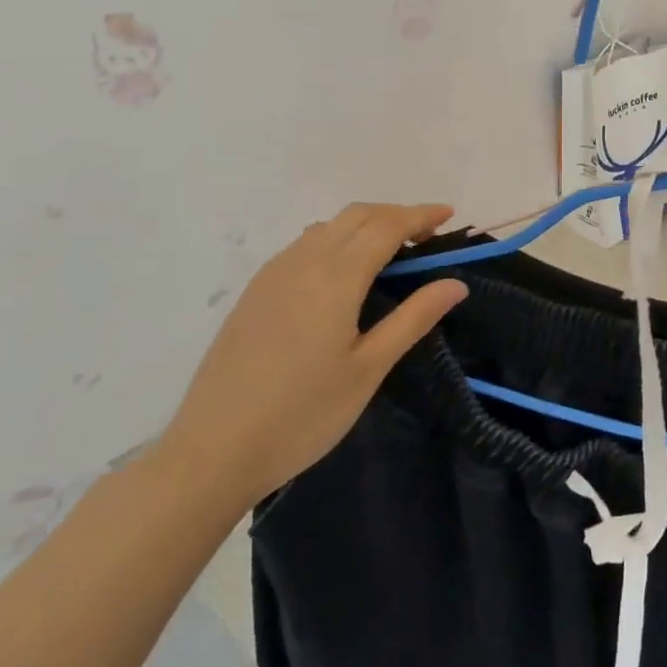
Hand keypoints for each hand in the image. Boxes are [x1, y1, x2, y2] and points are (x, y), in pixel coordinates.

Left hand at [158, 203, 466, 511]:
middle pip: (356, 216)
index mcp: (334, 279)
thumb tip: (455, 283)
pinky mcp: (254, 294)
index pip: (385, 226)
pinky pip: (303, 246)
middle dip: (396, 215)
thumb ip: (413, 318)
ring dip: (365, 225)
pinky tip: (344, 274)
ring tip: (392, 252)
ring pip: (327, 227)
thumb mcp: (368, 369)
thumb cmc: (302, 415)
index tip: (450, 215)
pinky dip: (336, 240)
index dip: (420, 215)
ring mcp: (271, 277)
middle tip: (428, 235)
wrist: (212, 452)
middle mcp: (301, 264)